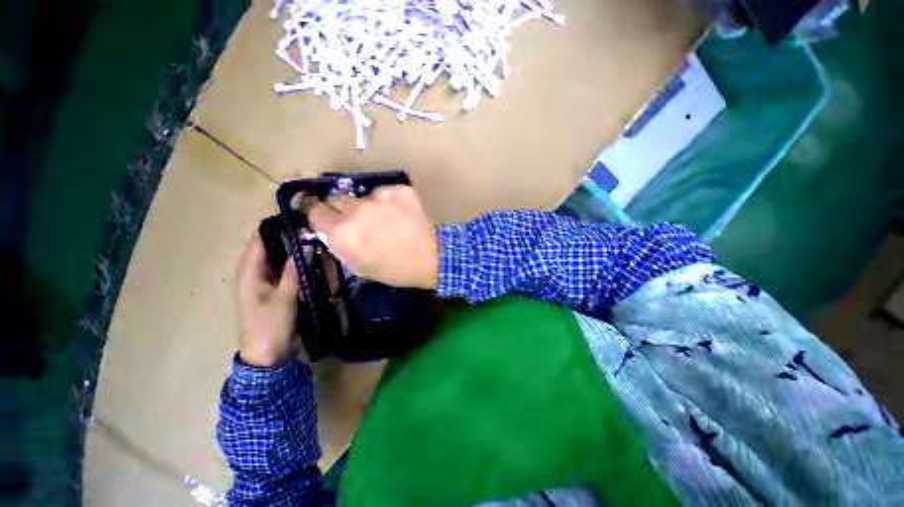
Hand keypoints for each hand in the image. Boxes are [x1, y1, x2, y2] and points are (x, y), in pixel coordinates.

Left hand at [235, 234, 301, 366]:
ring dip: (290, 249)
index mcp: (249, 273)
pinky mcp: (272, 289)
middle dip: (286, 236)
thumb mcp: (284, 298)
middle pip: (267, 247)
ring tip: (312, 239)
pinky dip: (292, 261)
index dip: (274, 227)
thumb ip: (293, 271)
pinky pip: (281, 268)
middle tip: (310, 228)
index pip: (258, 241)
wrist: (266, 354)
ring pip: (275, 257)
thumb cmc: (270, 325)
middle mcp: (253, 273)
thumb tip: (304, 246)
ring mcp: (262, 281)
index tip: (296, 217)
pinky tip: (308, 259)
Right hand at [309, 185, 437, 288]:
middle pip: (337, 198)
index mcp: (341, 231)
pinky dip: (390, 201)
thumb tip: (330, 229)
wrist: (430, 258)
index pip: (316, 211)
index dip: (322, 215)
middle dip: (343, 209)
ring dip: (368, 206)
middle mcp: (356, 209)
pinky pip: (386, 192)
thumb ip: (339, 245)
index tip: (329, 219)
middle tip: (359, 221)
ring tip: (386, 220)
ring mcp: (380, 197)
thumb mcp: (358, 266)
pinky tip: (402, 215)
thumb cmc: (394, 269)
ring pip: (363, 195)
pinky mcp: (399, 190)